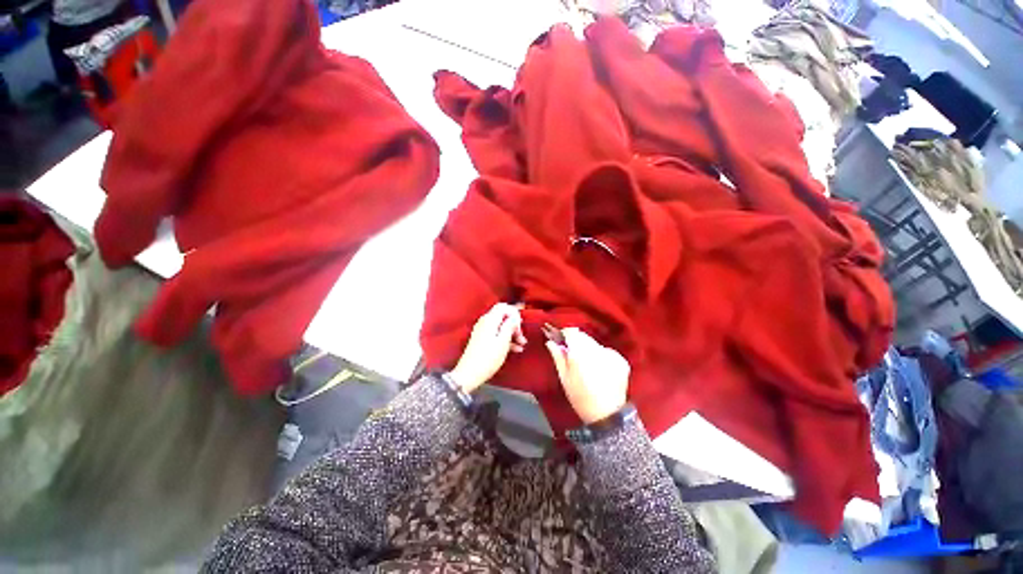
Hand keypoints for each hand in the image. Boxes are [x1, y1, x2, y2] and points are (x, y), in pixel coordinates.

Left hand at [449, 303, 526, 392]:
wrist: (469, 374)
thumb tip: (515, 317)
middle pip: (502, 316)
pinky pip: (496, 334)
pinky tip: (516, 349)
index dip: (514, 313)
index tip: (520, 324)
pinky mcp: (482, 340)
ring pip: (500, 326)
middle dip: (514, 324)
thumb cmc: (488, 358)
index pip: (503, 306)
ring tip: (522, 344)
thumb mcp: (503, 341)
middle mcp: (485, 322)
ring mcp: (482, 331)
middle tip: (522, 336)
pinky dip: (506, 339)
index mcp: (490, 320)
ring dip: (512, 333)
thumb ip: (510, 326)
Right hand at [545, 328, 629, 423]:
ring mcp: (612, 354)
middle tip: (572, 353)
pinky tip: (599, 368)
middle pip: (584, 336)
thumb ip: (558, 356)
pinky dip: (601, 355)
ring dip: (589, 348)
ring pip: (595, 343)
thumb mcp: (564, 377)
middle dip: (577, 342)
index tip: (561, 340)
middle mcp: (597, 350)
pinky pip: (606, 351)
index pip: (572, 332)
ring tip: (586, 364)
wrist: (607, 415)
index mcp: (581, 353)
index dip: (565, 334)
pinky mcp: (621, 360)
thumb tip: (550, 341)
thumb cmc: (580, 396)